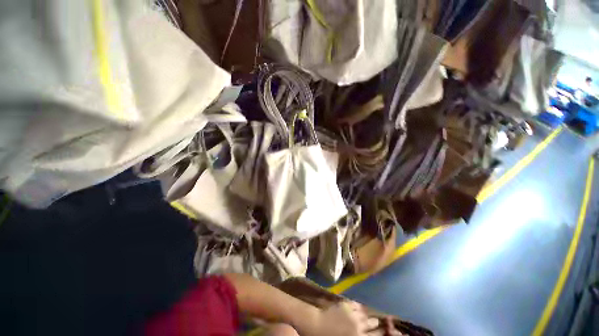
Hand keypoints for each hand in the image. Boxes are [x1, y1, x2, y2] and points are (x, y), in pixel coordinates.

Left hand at [299, 301, 379, 335]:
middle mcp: (359, 326)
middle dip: (377, 323)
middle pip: (373, 324)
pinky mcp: (346, 305)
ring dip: (368, 315)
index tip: (387, 330)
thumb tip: (366, 334)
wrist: (317, 326)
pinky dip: (359, 307)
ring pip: (365, 313)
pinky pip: (356, 305)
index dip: (383, 332)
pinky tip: (360, 309)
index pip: (377, 335)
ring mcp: (352, 314)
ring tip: (371, 316)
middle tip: (381, 322)